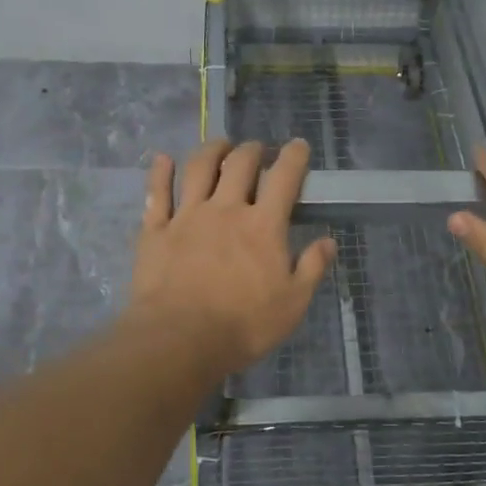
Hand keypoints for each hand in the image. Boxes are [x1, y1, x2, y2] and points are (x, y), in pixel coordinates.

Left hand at [129, 138, 335, 372]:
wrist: (180, 340)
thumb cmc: (243, 325)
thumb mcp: (293, 303)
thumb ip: (312, 268)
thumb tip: (329, 241)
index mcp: (263, 225)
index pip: (283, 178)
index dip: (293, 156)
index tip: (298, 146)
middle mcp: (226, 209)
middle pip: (239, 164)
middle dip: (252, 149)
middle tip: (256, 149)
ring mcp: (187, 216)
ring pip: (198, 168)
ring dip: (211, 150)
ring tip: (219, 145)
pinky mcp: (156, 230)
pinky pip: (157, 192)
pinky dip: (160, 172)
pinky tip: (162, 159)